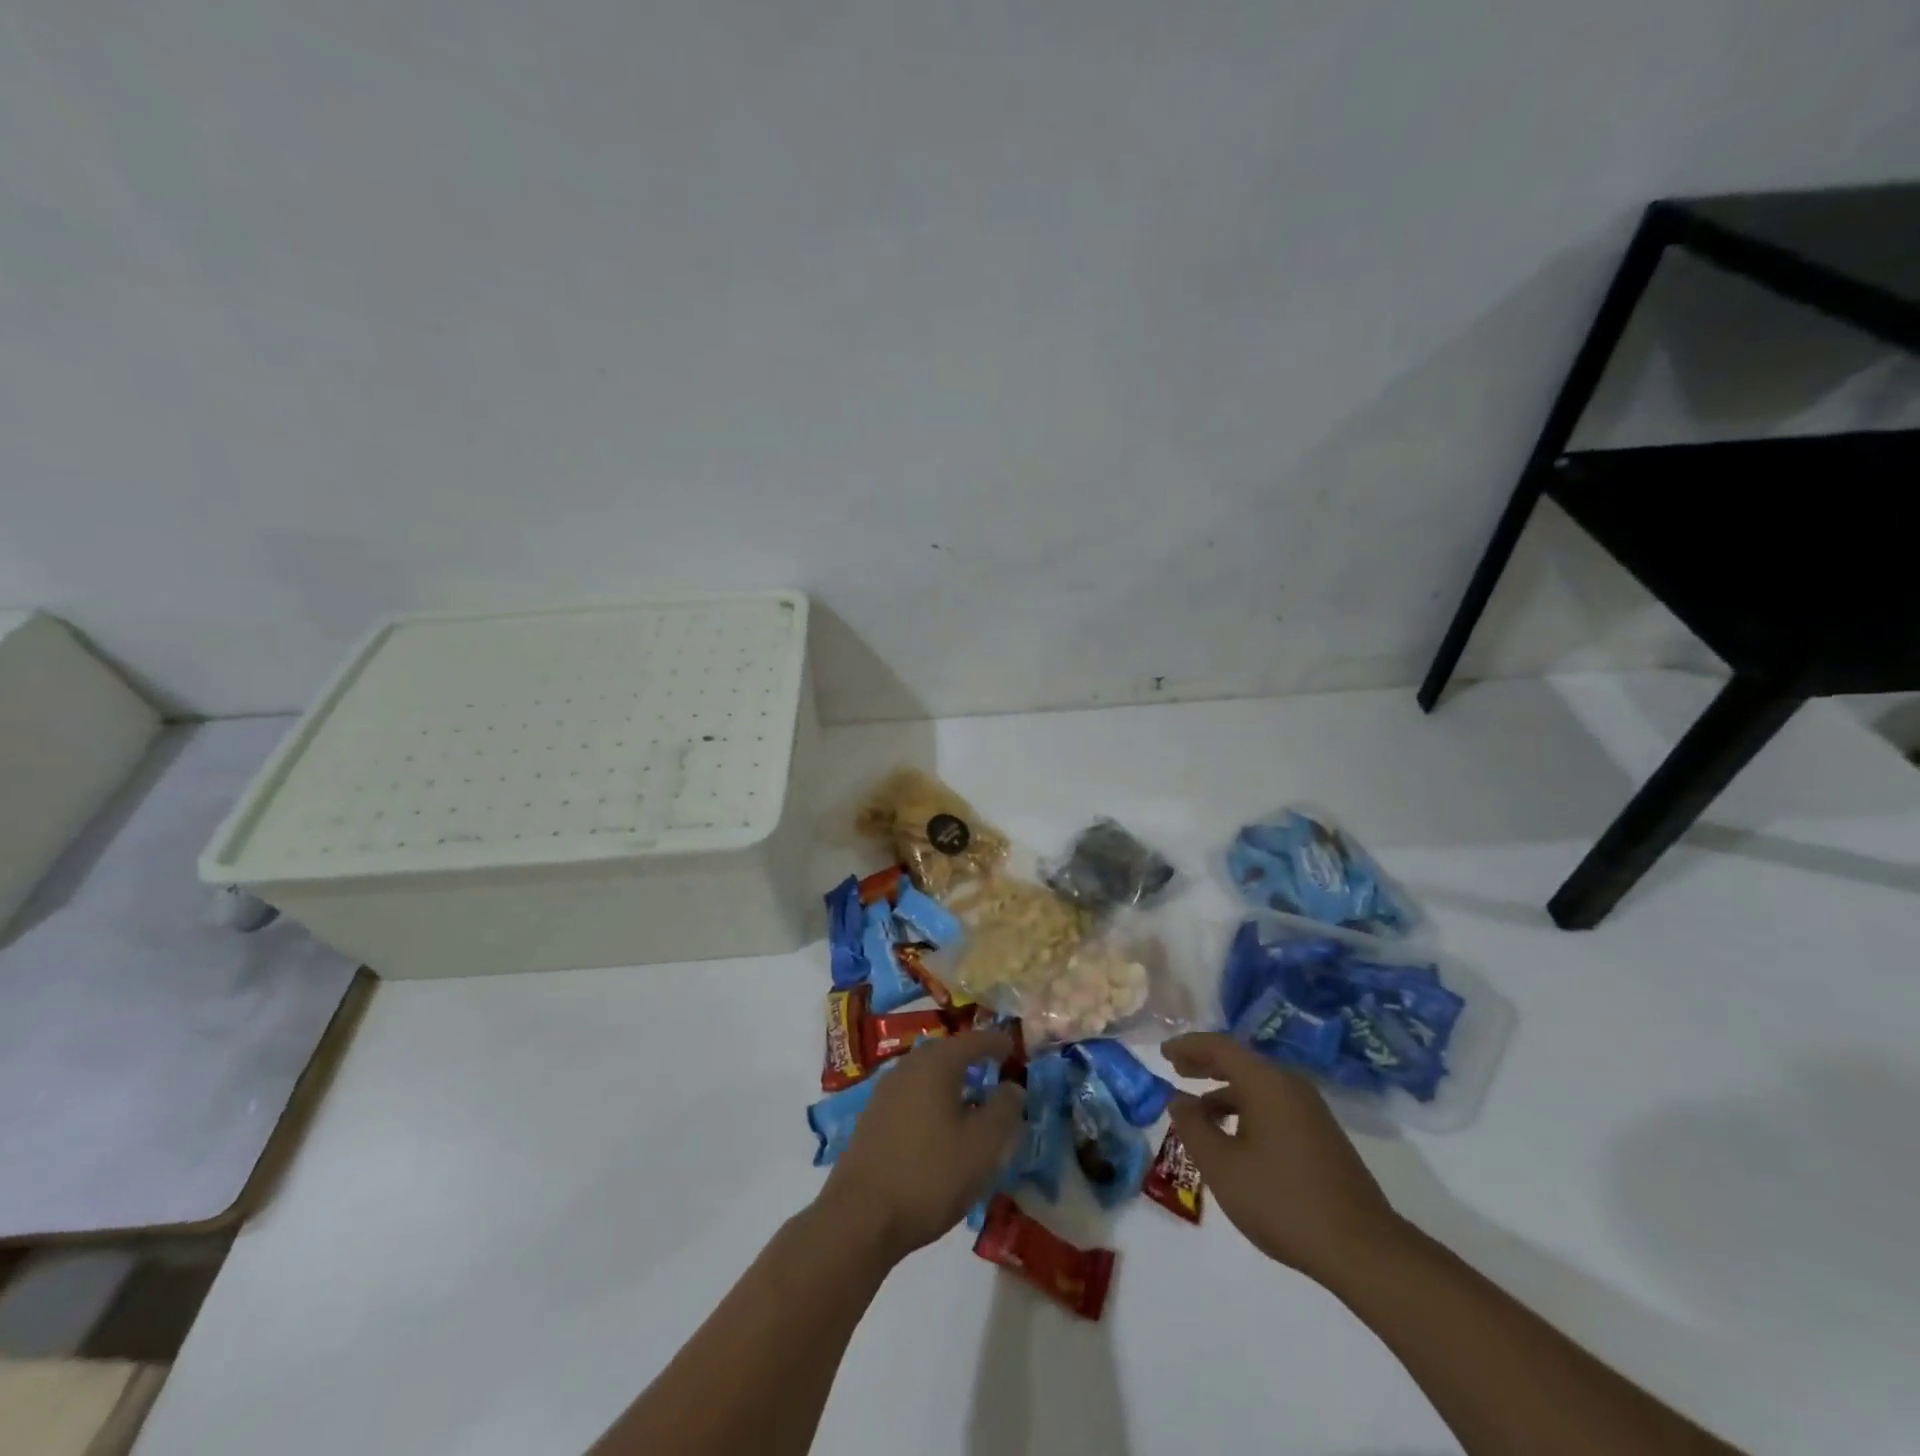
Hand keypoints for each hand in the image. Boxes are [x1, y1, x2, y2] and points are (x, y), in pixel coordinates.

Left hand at [818, 1029, 1023, 1262]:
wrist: (860, 1218)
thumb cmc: (929, 1176)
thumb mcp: (982, 1147)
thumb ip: (1004, 1111)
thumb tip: (1013, 1087)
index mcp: (936, 1063)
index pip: (973, 1040)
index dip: (996, 1043)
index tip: (1014, 1049)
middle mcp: (908, 1066)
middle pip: (946, 1053)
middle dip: (971, 1058)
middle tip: (994, 1070)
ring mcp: (885, 1091)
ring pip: (927, 1074)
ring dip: (951, 1081)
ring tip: (971, 1100)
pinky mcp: (873, 1117)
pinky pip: (912, 1094)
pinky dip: (932, 1099)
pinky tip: (940, 1126)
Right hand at [1163, 1032, 1403, 1284]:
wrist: (1363, 1248)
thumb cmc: (1282, 1200)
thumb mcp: (1222, 1166)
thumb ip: (1193, 1127)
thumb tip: (1177, 1100)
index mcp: (1266, 1082)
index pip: (1219, 1046)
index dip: (1188, 1046)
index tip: (1163, 1052)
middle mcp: (1290, 1085)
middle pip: (1240, 1061)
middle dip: (1205, 1064)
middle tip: (1176, 1070)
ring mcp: (1311, 1110)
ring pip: (1258, 1086)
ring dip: (1225, 1091)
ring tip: (1199, 1111)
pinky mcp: (1321, 1135)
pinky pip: (1273, 1105)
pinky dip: (1246, 1109)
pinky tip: (1234, 1138)